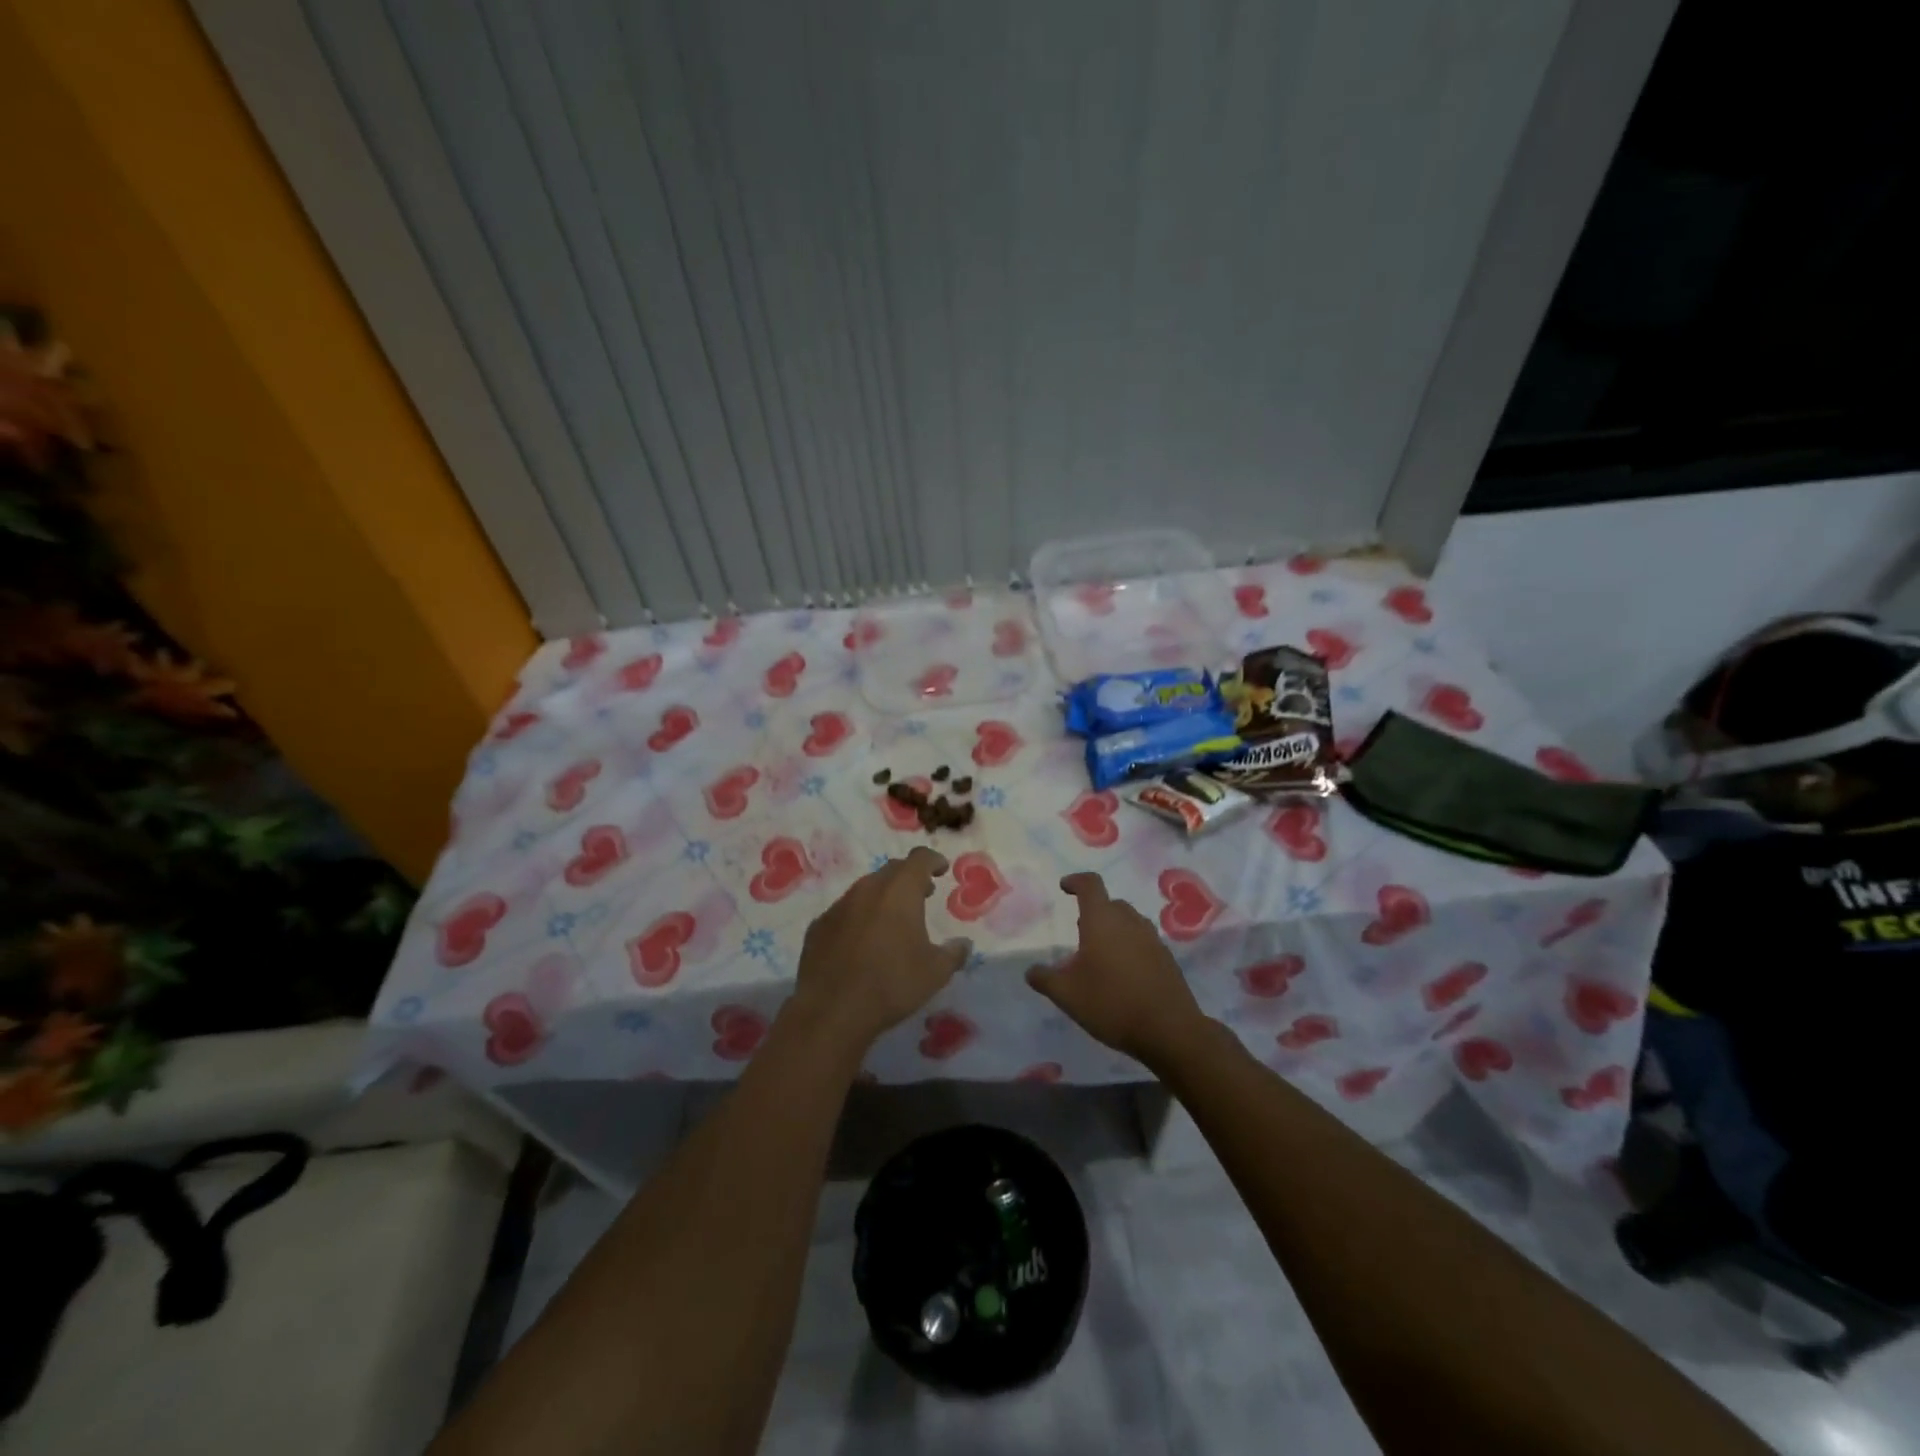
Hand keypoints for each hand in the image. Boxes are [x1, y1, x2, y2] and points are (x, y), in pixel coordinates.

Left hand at [788, 846, 970, 1052]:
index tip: (942, 868)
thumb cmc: (891, 984)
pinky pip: (845, 911)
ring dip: (884, 896)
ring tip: (894, 918)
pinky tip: (863, 940)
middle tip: (924, 893)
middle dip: (910, 877)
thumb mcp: (934, 972)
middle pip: (892, 870)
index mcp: (899, 891)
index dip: (933, 860)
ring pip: (866, 889)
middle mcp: (868, 889)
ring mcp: (839, 905)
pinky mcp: (819, 925)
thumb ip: (954, 953)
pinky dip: (860, 916)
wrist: (831, 1010)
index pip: (919, 859)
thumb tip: (964, 944)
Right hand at [1026, 872, 1210, 1066]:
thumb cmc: (1111, 1004)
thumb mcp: (1067, 995)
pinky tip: (1123, 974)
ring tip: (1100, 953)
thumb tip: (1031, 971)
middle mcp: (1130, 922)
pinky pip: (1143, 941)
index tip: (1064, 887)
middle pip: (1111, 903)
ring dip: (1113, 928)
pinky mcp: (1167, 959)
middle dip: (1094, 910)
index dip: (1075, 881)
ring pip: (1129, 922)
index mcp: (1102, 920)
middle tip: (1080, 928)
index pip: (1090, 885)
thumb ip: (1045, 979)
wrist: (1170, 1031)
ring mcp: (1153, 939)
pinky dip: (1130, 947)